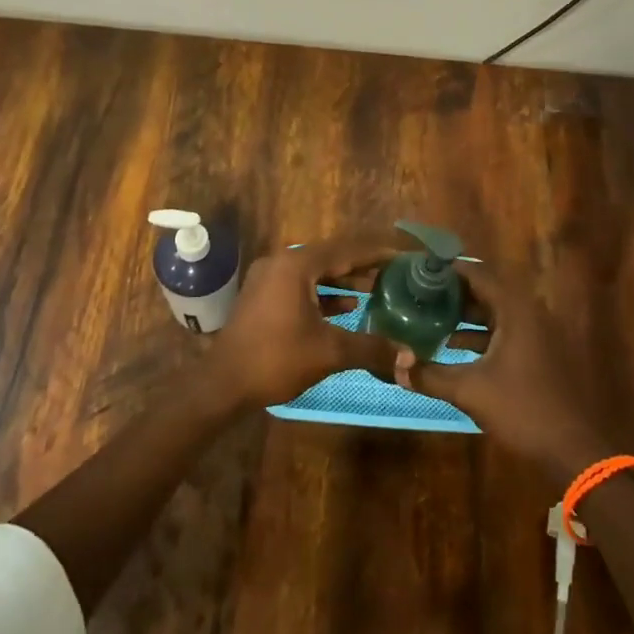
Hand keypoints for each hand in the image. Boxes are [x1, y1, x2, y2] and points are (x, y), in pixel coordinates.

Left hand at [214, 235, 398, 407]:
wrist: (224, 383)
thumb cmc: (276, 359)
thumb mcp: (329, 352)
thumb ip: (371, 348)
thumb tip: (410, 356)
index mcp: (297, 266)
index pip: (346, 250)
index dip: (377, 253)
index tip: (404, 256)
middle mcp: (281, 263)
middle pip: (331, 258)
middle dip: (363, 266)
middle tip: (395, 273)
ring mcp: (269, 279)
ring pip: (316, 273)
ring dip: (345, 281)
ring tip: (377, 290)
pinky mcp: (264, 296)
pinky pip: (302, 286)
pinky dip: (325, 294)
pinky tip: (348, 308)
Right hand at [398, 261, 608, 483]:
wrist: (573, 450)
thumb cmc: (522, 410)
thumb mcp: (469, 391)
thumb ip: (430, 376)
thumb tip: (395, 367)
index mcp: (516, 311)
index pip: (478, 275)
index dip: (448, 270)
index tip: (420, 270)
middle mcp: (530, 314)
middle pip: (487, 291)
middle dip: (453, 293)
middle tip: (419, 294)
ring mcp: (539, 335)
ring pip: (496, 313)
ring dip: (465, 315)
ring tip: (430, 318)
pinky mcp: (541, 354)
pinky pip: (506, 331)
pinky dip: (481, 334)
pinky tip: (455, 348)